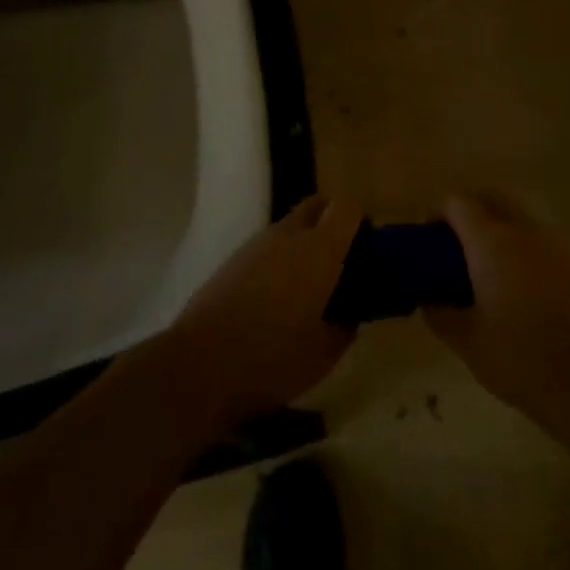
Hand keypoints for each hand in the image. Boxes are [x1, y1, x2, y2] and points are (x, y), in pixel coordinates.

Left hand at [161, 195, 364, 427]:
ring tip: (309, 286)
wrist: (200, 365)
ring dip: (305, 242)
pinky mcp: (234, 258)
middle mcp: (289, 234)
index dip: (362, 220)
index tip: (369, 248)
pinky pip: (268, 246)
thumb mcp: (325, 354)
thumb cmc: (272, 360)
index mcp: (319, 250)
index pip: (348, 207)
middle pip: (318, 205)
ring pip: (291, 226)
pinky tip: (277, 298)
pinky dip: (281, 258)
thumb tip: (350, 312)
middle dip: (333, 221)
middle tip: (341, 260)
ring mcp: (257, 243)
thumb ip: (345, 325)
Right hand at [423, 193, 569, 430]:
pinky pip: (540, 241)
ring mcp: (553, 243)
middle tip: (456, 249)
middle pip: (490, 197)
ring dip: (498, 229)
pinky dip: (523, 249)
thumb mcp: (466, 342)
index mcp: (490, 240)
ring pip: (517, 217)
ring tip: (488, 269)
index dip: (438, 214)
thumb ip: (439, 312)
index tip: (428, 241)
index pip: (457, 202)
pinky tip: (521, 288)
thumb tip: (427, 296)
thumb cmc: (520, 358)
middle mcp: (522, 229)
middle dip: (469, 212)